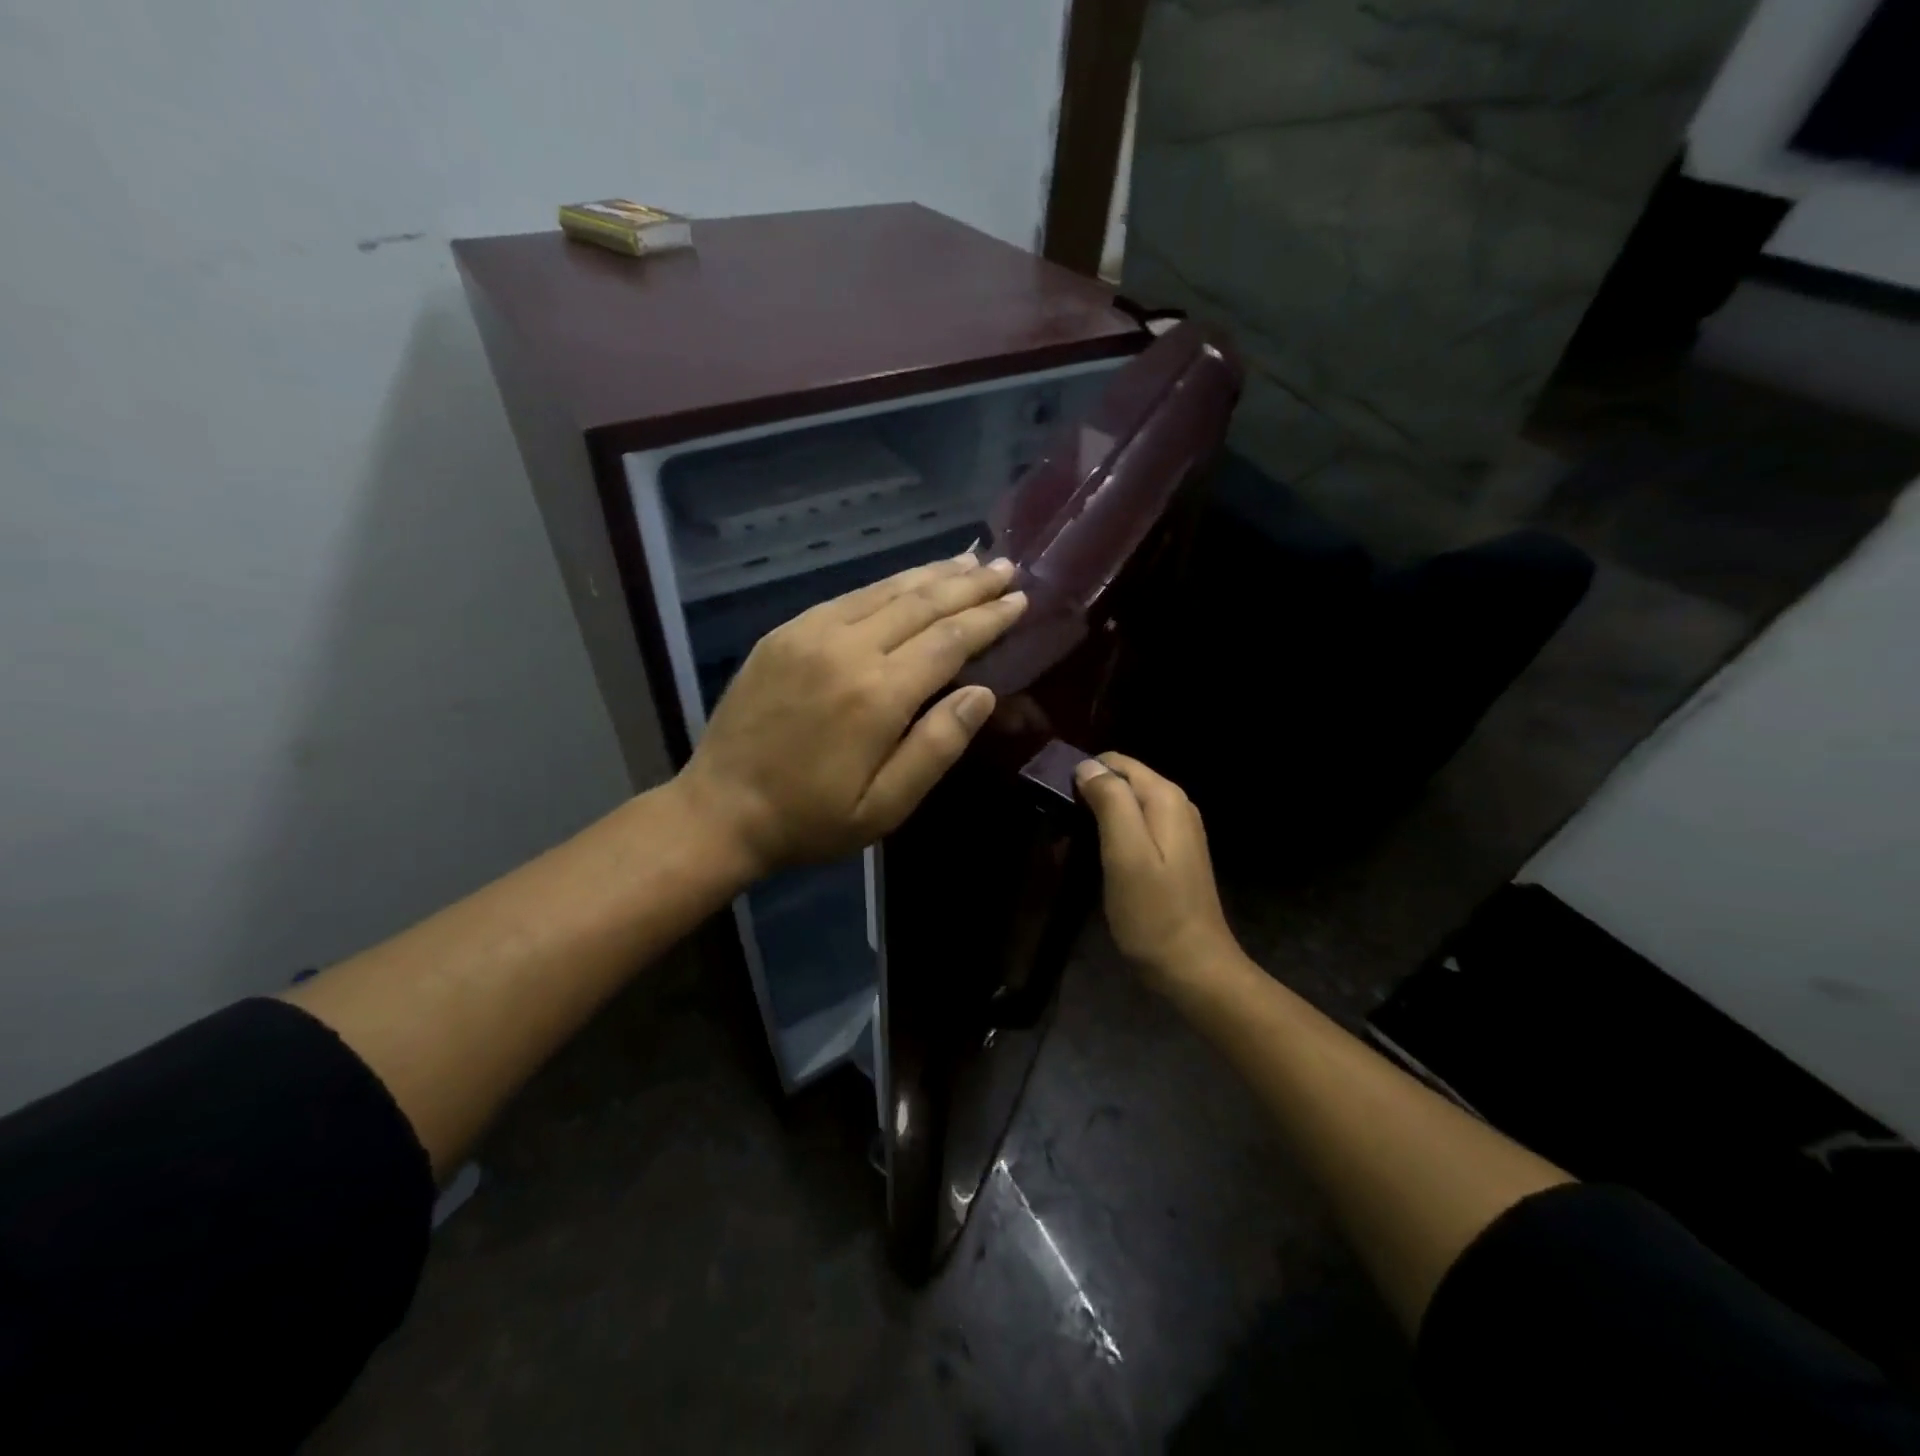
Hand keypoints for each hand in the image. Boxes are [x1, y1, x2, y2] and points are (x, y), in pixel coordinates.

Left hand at [677, 553, 1026, 876]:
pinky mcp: (784, 633)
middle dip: (969, 584)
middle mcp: (847, 649)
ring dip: (932, 574)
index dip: (989, 617)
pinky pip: (848, 597)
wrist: (719, 810)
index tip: (1020, 599)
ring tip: (968, 561)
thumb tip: (983, 693)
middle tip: (1006, 566)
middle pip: (922, 604)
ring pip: (885, 591)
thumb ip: (937, 747)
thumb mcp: (884, 806)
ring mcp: (810, 634)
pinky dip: (886, 585)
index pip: (949, 640)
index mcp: (878, 694)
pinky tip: (906, 581)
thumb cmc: (810, 819)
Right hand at [1074, 753, 1239, 990]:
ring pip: (1125, 807)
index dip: (1083, 775)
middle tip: (1061, 832)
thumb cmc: (1154, 912)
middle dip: (1088, 798)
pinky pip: (1134, 830)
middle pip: (1121, 782)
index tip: (1058, 804)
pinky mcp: (1171, 856)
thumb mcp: (1125, 853)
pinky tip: (1095, 862)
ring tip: (1070, 849)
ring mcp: (1177, 832)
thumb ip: (1110, 802)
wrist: (1193, 969)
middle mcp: (1175, 806)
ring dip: (1096, 821)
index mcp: (1165, 798)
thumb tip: (1087, 766)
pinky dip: (1111, 839)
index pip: (1116, 762)